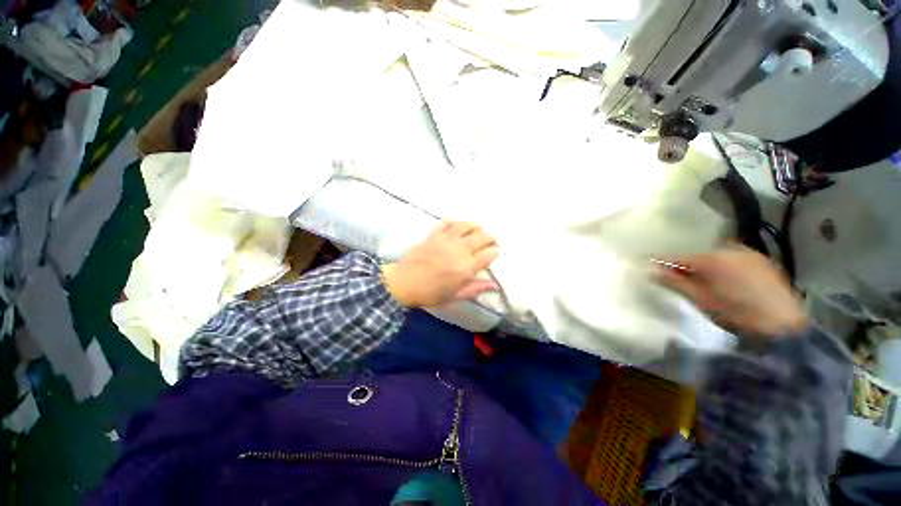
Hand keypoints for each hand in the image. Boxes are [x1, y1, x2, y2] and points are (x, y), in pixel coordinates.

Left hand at [382, 221, 499, 306]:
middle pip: (481, 237)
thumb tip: (495, 285)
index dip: (494, 252)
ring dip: (475, 226)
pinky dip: (455, 222)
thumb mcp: (455, 296)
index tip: (495, 253)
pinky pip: (446, 223)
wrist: (404, 283)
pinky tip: (458, 224)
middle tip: (490, 240)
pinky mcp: (434, 235)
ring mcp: (446, 240)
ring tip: (478, 228)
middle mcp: (459, 250)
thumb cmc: (431, 293)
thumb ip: (475, 288)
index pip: (488, 254)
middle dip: (490, 237)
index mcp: (466, 267)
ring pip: (466, 226)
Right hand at [657, 245, 809, 337]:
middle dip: (686, 265)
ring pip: (717, 256)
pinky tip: (725, 281)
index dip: (663, 262)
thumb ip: (676, 282)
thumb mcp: (701, 299)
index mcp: (713, 258)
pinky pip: (734, 259)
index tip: (649, 266)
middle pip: (699, 255)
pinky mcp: (763, 262)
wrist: (783, 327)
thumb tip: (651, 271)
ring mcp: (750, 254)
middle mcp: (731, 249)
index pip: (679, 257)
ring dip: (706, 266)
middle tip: (677, 277)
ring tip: (701, 280)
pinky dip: (724, 267)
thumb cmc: (737, 314)